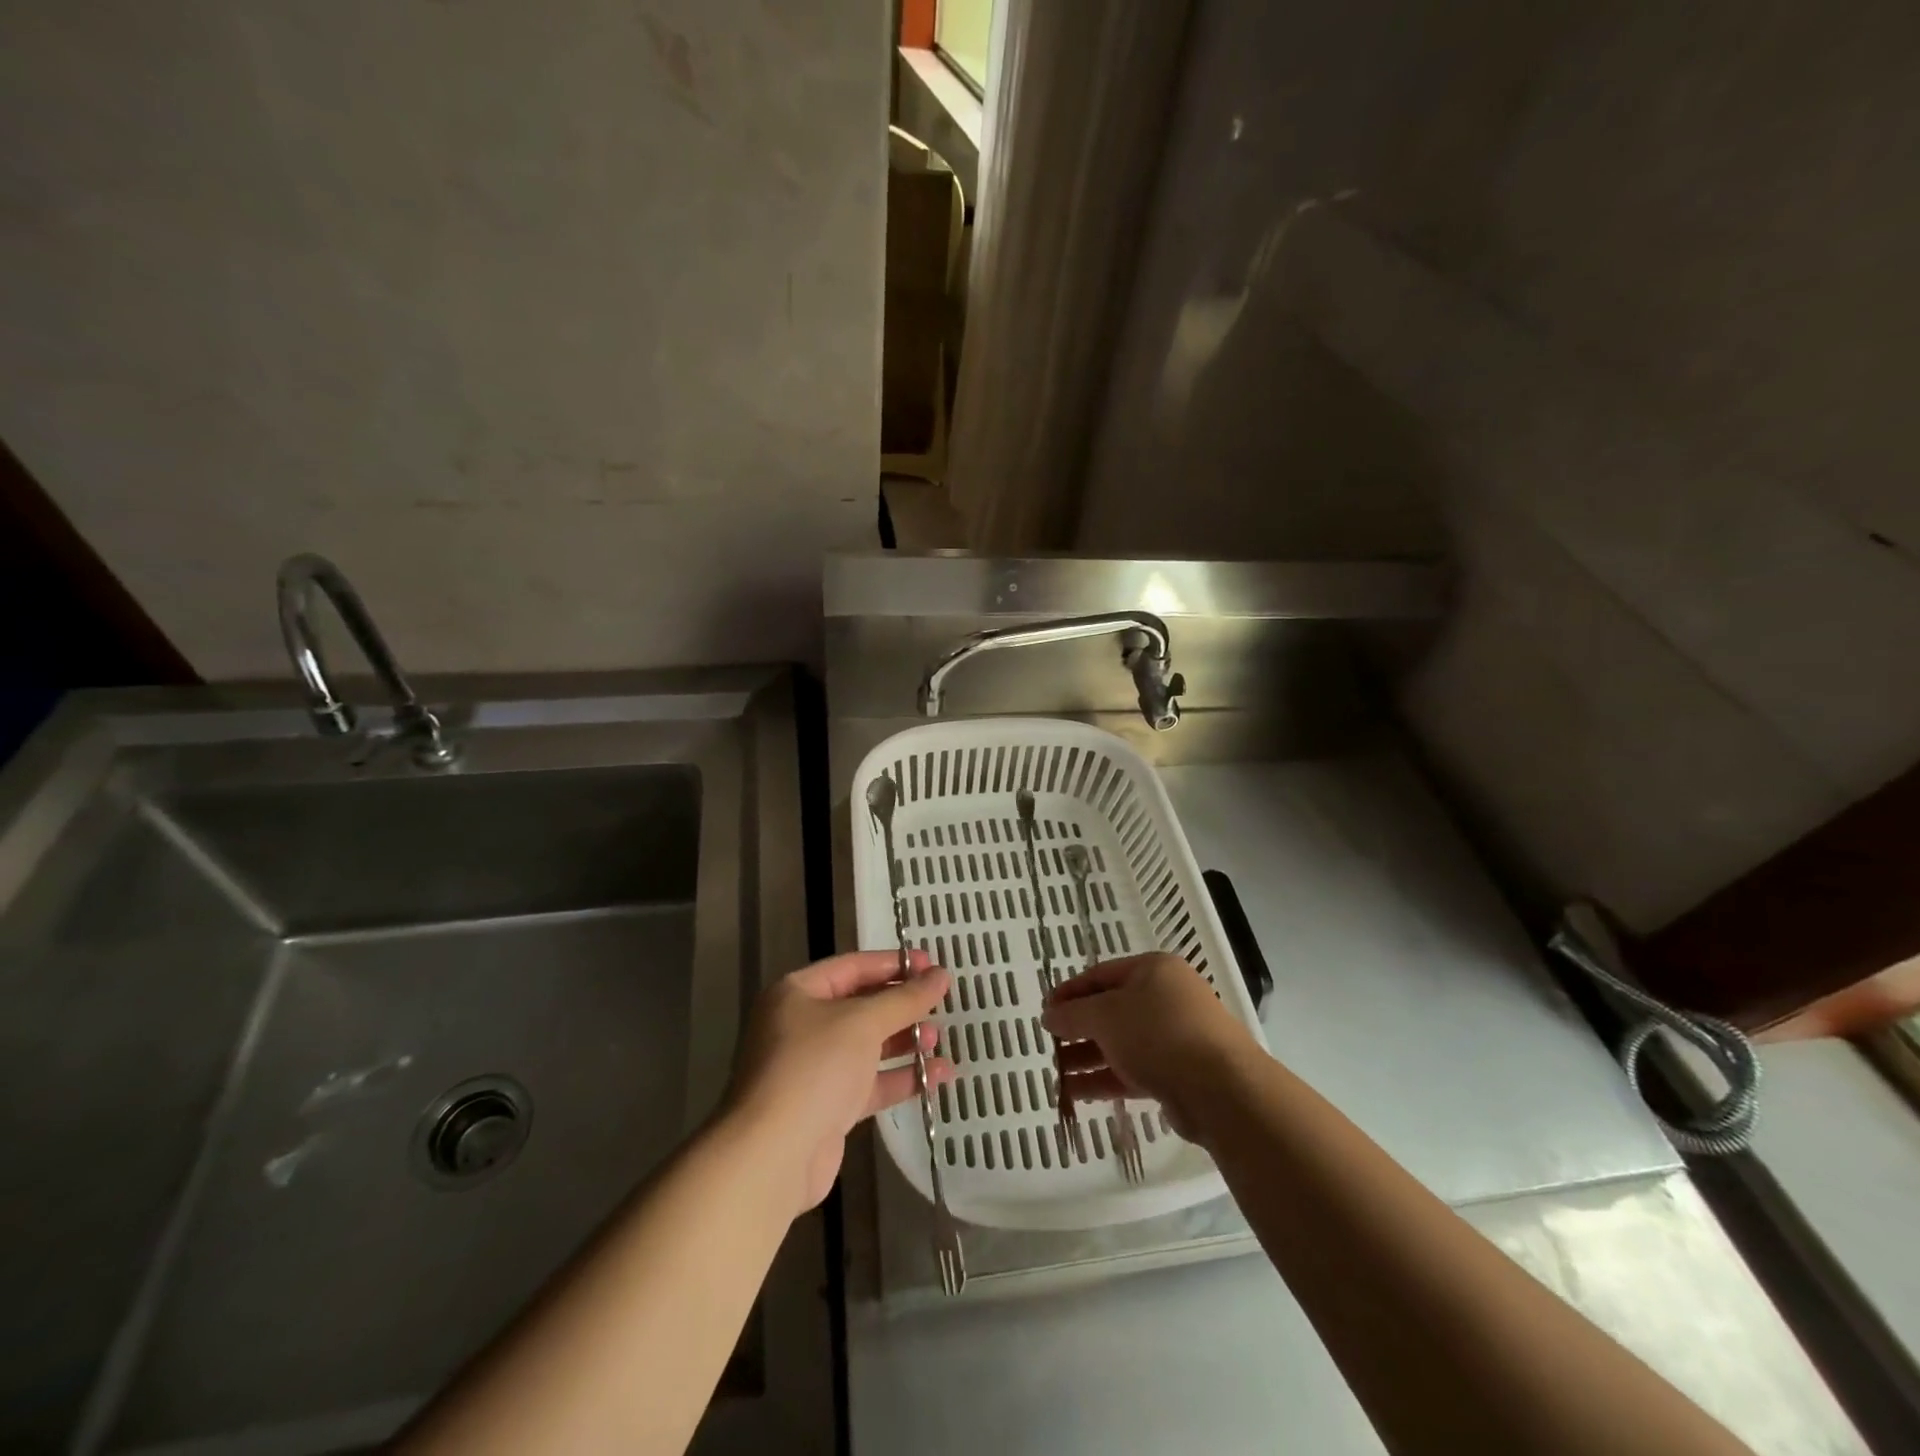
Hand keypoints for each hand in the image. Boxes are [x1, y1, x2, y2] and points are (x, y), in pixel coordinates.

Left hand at [725, 949, 954, 1214]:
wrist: (773, 1155)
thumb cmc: (814, 1068)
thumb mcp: (863, 1022)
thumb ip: (905, 998)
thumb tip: (940, 975)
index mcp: (797, 993)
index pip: (852, 967)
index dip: (893, 964)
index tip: (932, 965)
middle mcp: (801, 1026)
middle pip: (860, 1006)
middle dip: (901, 1005)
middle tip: (940, 1002)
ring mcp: (813, 1069)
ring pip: (867, 1046)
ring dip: (904, 1041)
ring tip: (938, 1039)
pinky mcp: (827, 1108)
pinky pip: (870, 1083)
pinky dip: (901, 1078)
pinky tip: (938, 1076)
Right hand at [1041, 952, 1258, 1143]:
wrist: (1220, 1089)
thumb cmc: (1158, 1033)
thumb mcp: (1105, 1015)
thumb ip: (1073, 1014)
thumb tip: (1049, 1015)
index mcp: (1153, 970)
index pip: (1101, 974)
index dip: (1070, 991)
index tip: (1045, 1010)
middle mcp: (1166, 998)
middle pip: (1112, 1010)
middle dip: (1078, 1029)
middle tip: (1050, 1044)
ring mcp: (1175, 1037)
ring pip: (1122, 1043)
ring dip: (1088, 1058)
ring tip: (1057, 1074)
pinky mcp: (1178, 1073)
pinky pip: (1134, 1071)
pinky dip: (1106, 1079)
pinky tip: (1077, 1093)